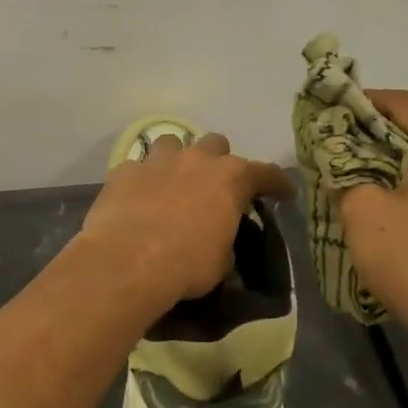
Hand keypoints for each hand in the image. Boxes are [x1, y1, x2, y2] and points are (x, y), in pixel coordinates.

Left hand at [78, 132, 296, 309]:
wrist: (127, 261)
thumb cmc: (186, 264)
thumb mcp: (220, 262)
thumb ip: (224, 242)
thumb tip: (218, 242)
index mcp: (230, 179)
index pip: (266, 173)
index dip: (277, 183)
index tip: (284, 192)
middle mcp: (196, 160)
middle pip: (215, 144)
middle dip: (218, 161)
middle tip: (215, 186)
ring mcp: (157, 161)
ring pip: (172, 143)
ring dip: (177, 159)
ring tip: (173, 182)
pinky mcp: (123, 172)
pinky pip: (136, 168)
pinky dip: (140, 181)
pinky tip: (137, 198)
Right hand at [338, 90, 407, 333]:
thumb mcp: (363, 212)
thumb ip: (347, 177)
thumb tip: (345, 171)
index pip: (404, 103)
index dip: (363, 103)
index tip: (331, 111)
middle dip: (382, 137)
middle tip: (343, 148)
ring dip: (406, 167)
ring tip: (370, 182)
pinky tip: (403, 216)